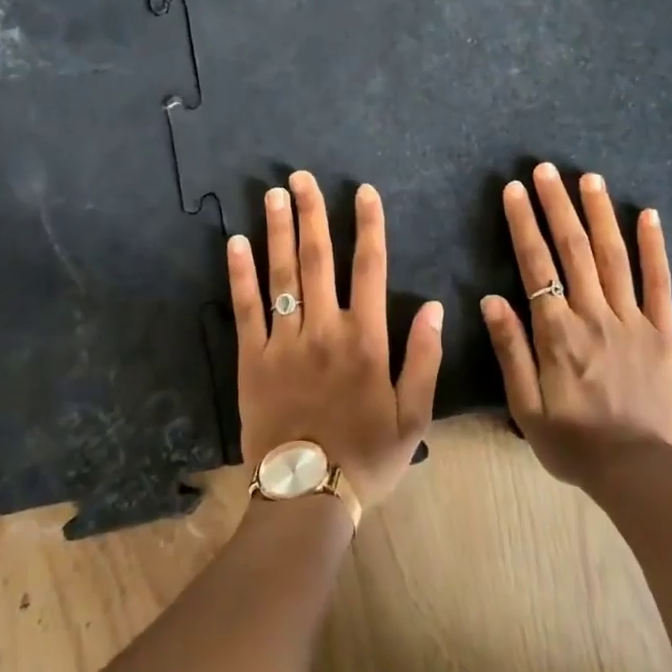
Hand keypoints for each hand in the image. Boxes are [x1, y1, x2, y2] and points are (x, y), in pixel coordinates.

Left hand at [228, 171, 443, 511]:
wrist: (308, 495)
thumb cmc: (368, 456)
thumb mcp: (414, 415)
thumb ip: (425, 358)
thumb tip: (436, 306)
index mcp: (366, 339)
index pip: (370, 269)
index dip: (368, 226)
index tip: (362, 191)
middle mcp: (324, 329)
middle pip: (318, 259)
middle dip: (312, 213)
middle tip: (302, 177)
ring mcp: (284, 342)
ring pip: (282, 275)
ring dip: (278, 230)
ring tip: (273, 194)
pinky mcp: (251, 359)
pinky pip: (246, 308)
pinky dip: (241, 273)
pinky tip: (235, 242)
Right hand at [480, 163, 671, 489]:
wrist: (637, 472)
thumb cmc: (573, 442)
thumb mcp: (526, 407)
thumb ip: (511, 350)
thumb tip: (492, 298)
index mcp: (557, 333)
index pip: (536, 266)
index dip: (523, 223)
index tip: (514, 190)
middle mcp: (594, 316)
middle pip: (574, 249)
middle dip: (557, 205)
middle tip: (545, 169)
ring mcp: (633, 320)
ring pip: (614, 255)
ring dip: (599, 213)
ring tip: (588, 177)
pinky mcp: (663, 331)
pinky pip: (660, 282)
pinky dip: (654, 246)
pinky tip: (648, 214)